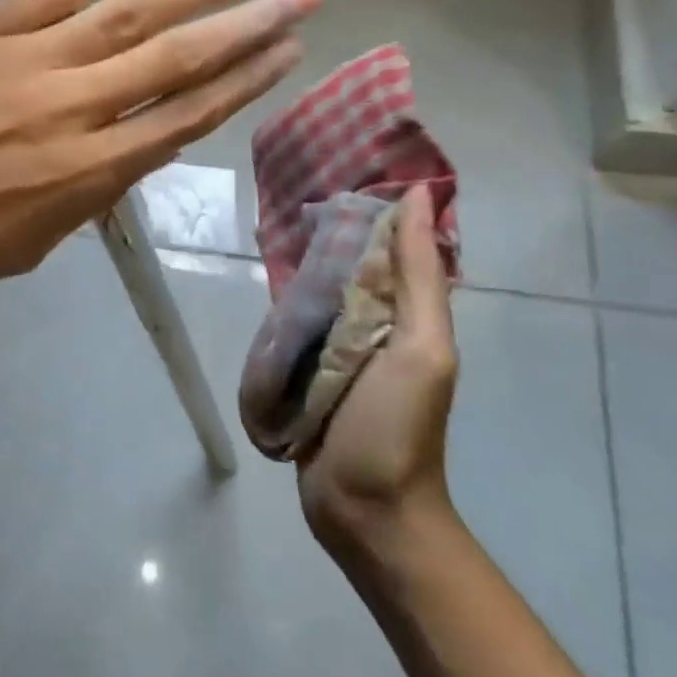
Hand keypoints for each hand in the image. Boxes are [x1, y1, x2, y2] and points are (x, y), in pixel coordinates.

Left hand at [0, 0, 322, 316]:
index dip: (242, 83)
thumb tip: (118, 161)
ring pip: (132, 15)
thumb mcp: (16, 248)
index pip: (184, 119)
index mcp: (83, 177)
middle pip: (178, 59)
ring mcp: (27, 61)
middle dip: (249, 24)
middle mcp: (72, 111)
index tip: (286, 52)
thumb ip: (78, 201)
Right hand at [297, 185, 459, 561]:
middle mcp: (371, 323)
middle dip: (324, 229)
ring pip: (313, 291)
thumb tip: (419, 200)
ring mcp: (333, 348)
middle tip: (286, 188)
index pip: (387, 245)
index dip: (369, 205)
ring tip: (264, 221)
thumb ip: (418, 278)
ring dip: (297, 264)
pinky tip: (254, 280)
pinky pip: (290, 326)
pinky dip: (278, 303)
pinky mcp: (302, 371)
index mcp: (404, 312)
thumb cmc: (398, 427)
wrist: (363, 512)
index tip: (340, 164)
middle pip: (345, 264)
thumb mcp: (421, 348)